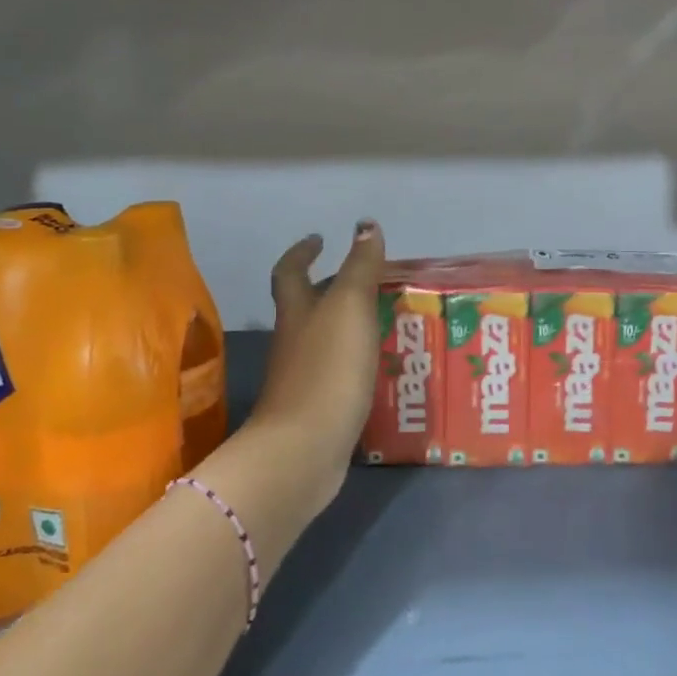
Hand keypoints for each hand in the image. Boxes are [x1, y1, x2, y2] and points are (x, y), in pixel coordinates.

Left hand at [247, 220, 385, 508]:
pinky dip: (354, 363)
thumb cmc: (328, 368)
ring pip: (323, 340)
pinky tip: (380, 368)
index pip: (291, 271)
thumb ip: (360, 267)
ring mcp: (301, 377)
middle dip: (330, 289)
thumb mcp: (349, 307)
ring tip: (385, 320)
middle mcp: (293, 340)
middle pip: (306, 306)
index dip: (303, 251)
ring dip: (346, 326)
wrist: (303, 450)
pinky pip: (336, 373)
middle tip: (369, 281)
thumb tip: (365, 225)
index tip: (319, 238)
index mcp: (296, 311)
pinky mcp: (315, 408)